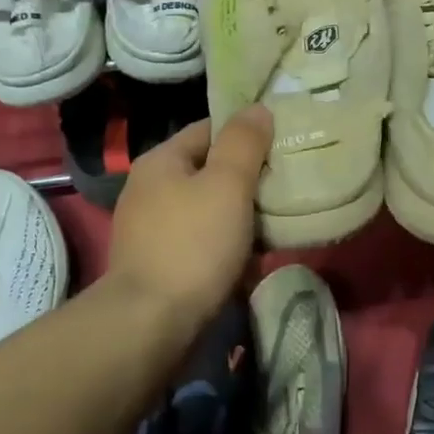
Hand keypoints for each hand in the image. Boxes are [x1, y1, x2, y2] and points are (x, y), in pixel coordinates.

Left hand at [107, 105, 273, 314]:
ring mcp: (149, 229)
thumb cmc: (193, 244)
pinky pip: (200, 243)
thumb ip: (244, 143)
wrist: (150, 324)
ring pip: (207, 210)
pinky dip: (224, 248)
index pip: (209, 129)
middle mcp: (149, 189)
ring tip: (274, 228)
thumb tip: (257, 108)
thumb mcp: (227, 184)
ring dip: (239, 218)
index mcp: (161, 161)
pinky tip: (249, 262)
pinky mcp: (157, 264)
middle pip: (208, 171)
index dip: (246, 135)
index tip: (280, 148)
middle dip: (246, 181)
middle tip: (283, 190)